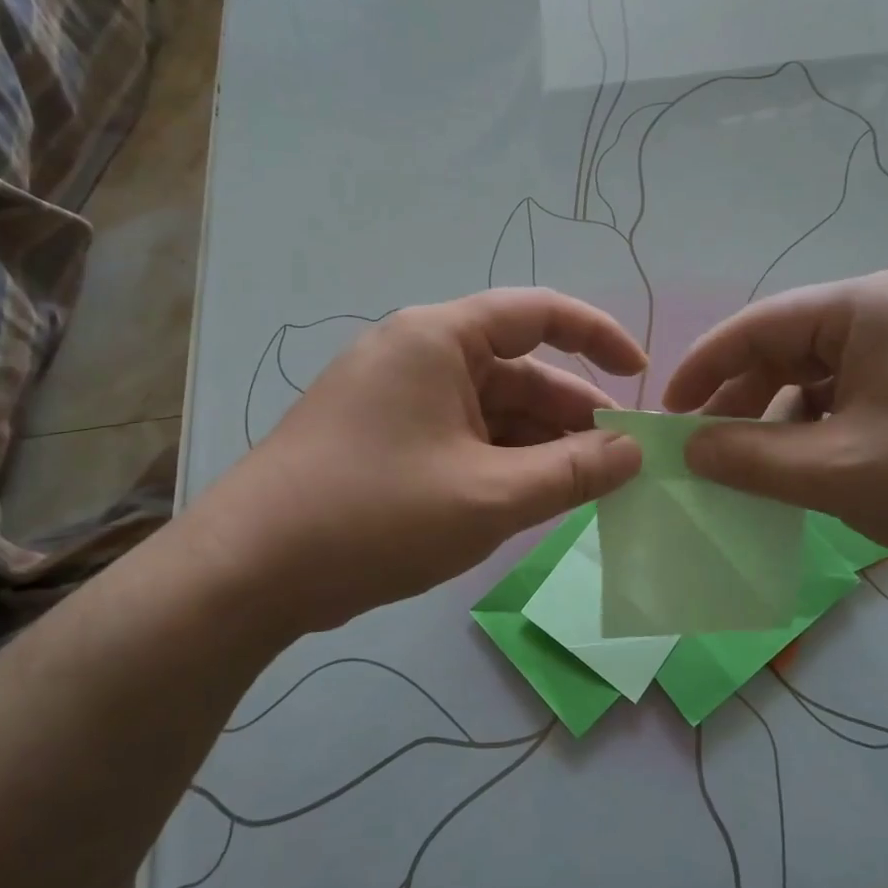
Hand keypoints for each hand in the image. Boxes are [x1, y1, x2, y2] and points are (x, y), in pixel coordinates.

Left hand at [179, 289, 646, 633]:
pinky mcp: (382, 436)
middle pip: (517, 369)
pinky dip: (500, 460)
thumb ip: (572, 471)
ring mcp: (396, 396)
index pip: (538, 313)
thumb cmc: (374, 516)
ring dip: (538, 444)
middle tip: (619, 461)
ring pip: (490, 408)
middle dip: (571, 413)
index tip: (641, 376)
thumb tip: (633, 451)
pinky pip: (461, 434)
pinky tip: (528, 498)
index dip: (598, 338)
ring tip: (581, 488)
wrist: (246, 574)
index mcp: (439, 338)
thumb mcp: (490, 496)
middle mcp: (418, 353)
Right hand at [661, 270, 887, 587]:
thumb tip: (686, 447)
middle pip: (782, 351)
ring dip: (771, 424)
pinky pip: (842, 405)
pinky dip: (810, 436)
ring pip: (810, 382)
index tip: (664, 414)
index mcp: (862, 307)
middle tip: (697, 451)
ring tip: (737, 470)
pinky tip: (790, 474)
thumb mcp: (838, 470)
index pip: (756, 326)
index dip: (702, 369)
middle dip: (737, 402)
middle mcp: (881, 317)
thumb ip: (750, 457)